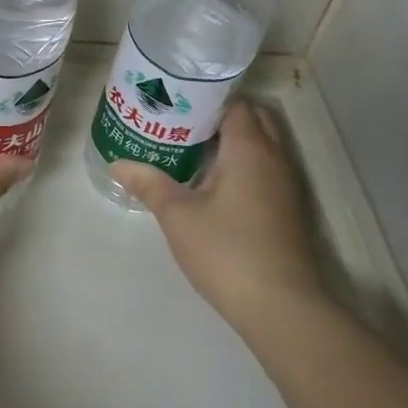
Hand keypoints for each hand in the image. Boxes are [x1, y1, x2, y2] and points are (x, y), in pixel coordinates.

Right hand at [111, 99, 327, 336]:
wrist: (281, 308)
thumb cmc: (227, 251)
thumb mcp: (178, 216)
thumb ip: (148, 183)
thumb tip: (117, 163)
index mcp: (249, 148)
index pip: (233, 103)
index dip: (205, 99)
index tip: (174, 103)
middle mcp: (274, 157)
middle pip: (252, 118)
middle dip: (219, 116)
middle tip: (181, 125)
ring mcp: (286, 184)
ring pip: (262, 144)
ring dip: (233, 141)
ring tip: (191, 149)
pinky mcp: (289, 208)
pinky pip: (266, 168)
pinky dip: (244, 163)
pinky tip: (214, 183)